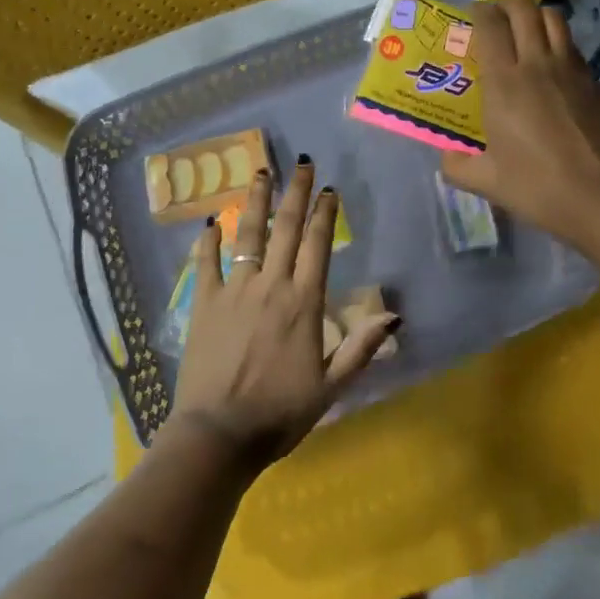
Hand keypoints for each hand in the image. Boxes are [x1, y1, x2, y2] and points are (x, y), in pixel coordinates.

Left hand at [171, 160, 397, 467]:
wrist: (219, 435)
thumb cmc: (280, 413)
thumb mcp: (331, 387)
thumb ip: (362, 348)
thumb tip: (395, 315)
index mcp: (304, 303)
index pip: (317, 245)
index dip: (324, 213)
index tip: (328, 188)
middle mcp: (271, 286)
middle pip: (286, 229)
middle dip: (295, 193)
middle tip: (301, 163)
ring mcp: (235, 291)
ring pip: (248, 235)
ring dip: (256, 202)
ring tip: (261, 172)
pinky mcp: (204, 304)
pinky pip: (206, 263)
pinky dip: (209, 241)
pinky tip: (211, 221)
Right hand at [439, 0, 599, 251]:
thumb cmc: (540, 188)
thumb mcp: (489, 182)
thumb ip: (459, 166)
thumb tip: (448, 158)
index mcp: (505, 82)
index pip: (490, 25)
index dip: (479, 12)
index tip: (471, 18)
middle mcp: (538, 64)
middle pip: (524, 9)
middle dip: (506, 4)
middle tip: (496, 18)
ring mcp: (573, 70)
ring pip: (555, 19)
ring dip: (536, 18)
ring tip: (526, 35)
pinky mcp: (598, 83)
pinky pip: (574, 49)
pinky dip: (560, 45)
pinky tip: (555, 72)